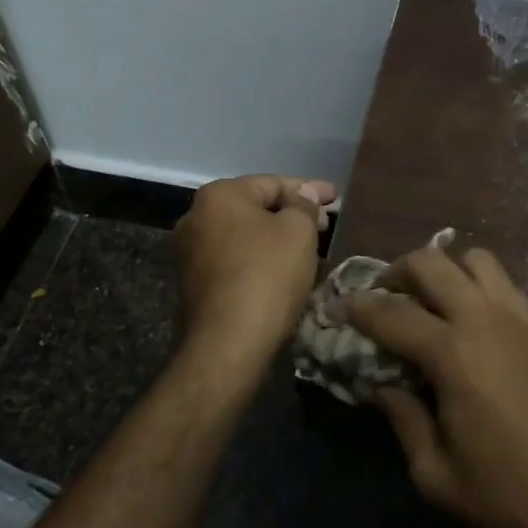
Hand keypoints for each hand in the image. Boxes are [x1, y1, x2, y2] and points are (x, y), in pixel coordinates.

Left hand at [173, 174, 334, 377]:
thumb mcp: (298, 232)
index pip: (272, 183)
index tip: (337, 197)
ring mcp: (190, 253)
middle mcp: (196, 217)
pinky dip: (261, 261)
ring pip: (246, 237)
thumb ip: (304, 205)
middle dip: (293, 215)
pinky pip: (236, 261)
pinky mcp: (194, 284)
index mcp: (219, 195)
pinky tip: (285, 272)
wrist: (227, 344)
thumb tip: (304, 194)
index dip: (309, 189)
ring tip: (311, 249)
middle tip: (327, 224)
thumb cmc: (267, 275)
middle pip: (256, 208)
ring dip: (278, 240)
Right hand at [346, 244, 527, 527]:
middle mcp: (484, 320)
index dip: (359, 306)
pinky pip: (504, 286)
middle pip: (432, 262)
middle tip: (383, 295)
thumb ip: (403, 422)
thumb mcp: (439, 476)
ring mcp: (521, 320)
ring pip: (476, 260)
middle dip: (398, 270)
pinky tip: (472, 323)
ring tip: (431, 300)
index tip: (341, 305)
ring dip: (445, 268)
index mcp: (452, 353)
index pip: (391, 312)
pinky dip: (478, 287)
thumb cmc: (514, 498)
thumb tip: (381, 386)